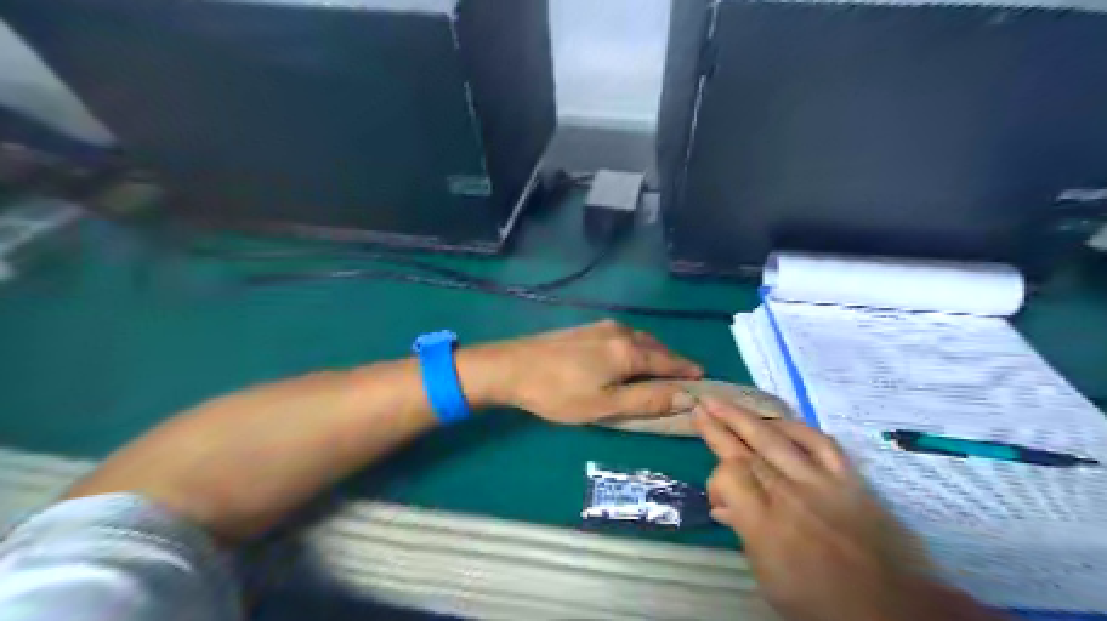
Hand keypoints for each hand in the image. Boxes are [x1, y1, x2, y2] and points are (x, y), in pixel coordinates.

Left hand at [459, 321, 697, 425]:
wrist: (512, 367)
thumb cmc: (559, 393)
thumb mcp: (606, 405)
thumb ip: (647, 400)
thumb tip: (687, 396)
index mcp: (629, 351)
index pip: (669, 361)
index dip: (687, 371)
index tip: (704, 378)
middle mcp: (620, 332)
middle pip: (655, 347)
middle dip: (671, 361)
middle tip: (682, 379)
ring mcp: (601, 326)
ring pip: (639, 339)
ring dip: (652, 354)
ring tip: (657, 371)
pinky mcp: (586, 328)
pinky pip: (623, 337)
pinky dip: (634, 349)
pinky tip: (626, 359)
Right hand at [695, 397, 998, 620]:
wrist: (889, 609)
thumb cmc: (819, 600)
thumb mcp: (768, 578)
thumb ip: (742, 533)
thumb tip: (721, 507)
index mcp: (766, 523)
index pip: (729, 476)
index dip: (715, 479)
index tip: (716, 497)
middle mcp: (789, 494)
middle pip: (747, 449)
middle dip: (720, 424)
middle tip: (700, 404)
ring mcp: (821, 482)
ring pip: (776, 438)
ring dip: (746, 417)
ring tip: (724, 402)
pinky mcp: (848, 479)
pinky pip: (819, 442)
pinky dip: (796, 428)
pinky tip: (779, 422)